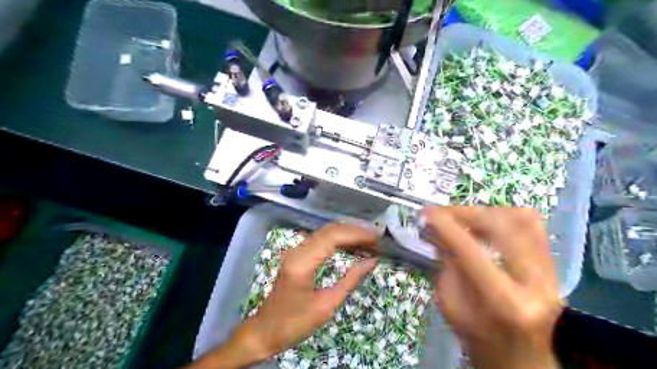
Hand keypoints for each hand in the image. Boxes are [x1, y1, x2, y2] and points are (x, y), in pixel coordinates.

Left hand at [187, 222, 376, 368]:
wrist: (265, 330)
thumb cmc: (294, 323)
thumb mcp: (327, 305)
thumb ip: (350, 280)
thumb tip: (372, 261)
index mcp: (302, 262)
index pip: (333, 237)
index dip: (357, 234)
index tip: (377, 239)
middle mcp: (298, 250)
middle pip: (330, 230)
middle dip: (355, 231)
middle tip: (377, 239)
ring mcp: (296, 251)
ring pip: (325, 232)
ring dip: (348, 234)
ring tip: (369, 241)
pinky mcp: (297, 255)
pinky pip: (321, 240)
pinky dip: (339, 240)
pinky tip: (352, 247)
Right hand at [424, 207, 561, 367]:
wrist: (518, 359)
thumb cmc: (477, 338)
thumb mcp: (450, 305)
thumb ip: (446, 265)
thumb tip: (438, 229)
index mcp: (504, 303)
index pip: (470, 251)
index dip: (446, 227)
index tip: (426, 213)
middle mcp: (536, 285)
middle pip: (503, 227)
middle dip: (467, 213)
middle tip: (443, 213)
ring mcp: (551, 275)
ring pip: (523, 220)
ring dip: (486, 213)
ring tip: (464, 217)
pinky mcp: (554, 269)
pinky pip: (533, 228)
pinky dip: (505, 217)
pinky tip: (486, 223)